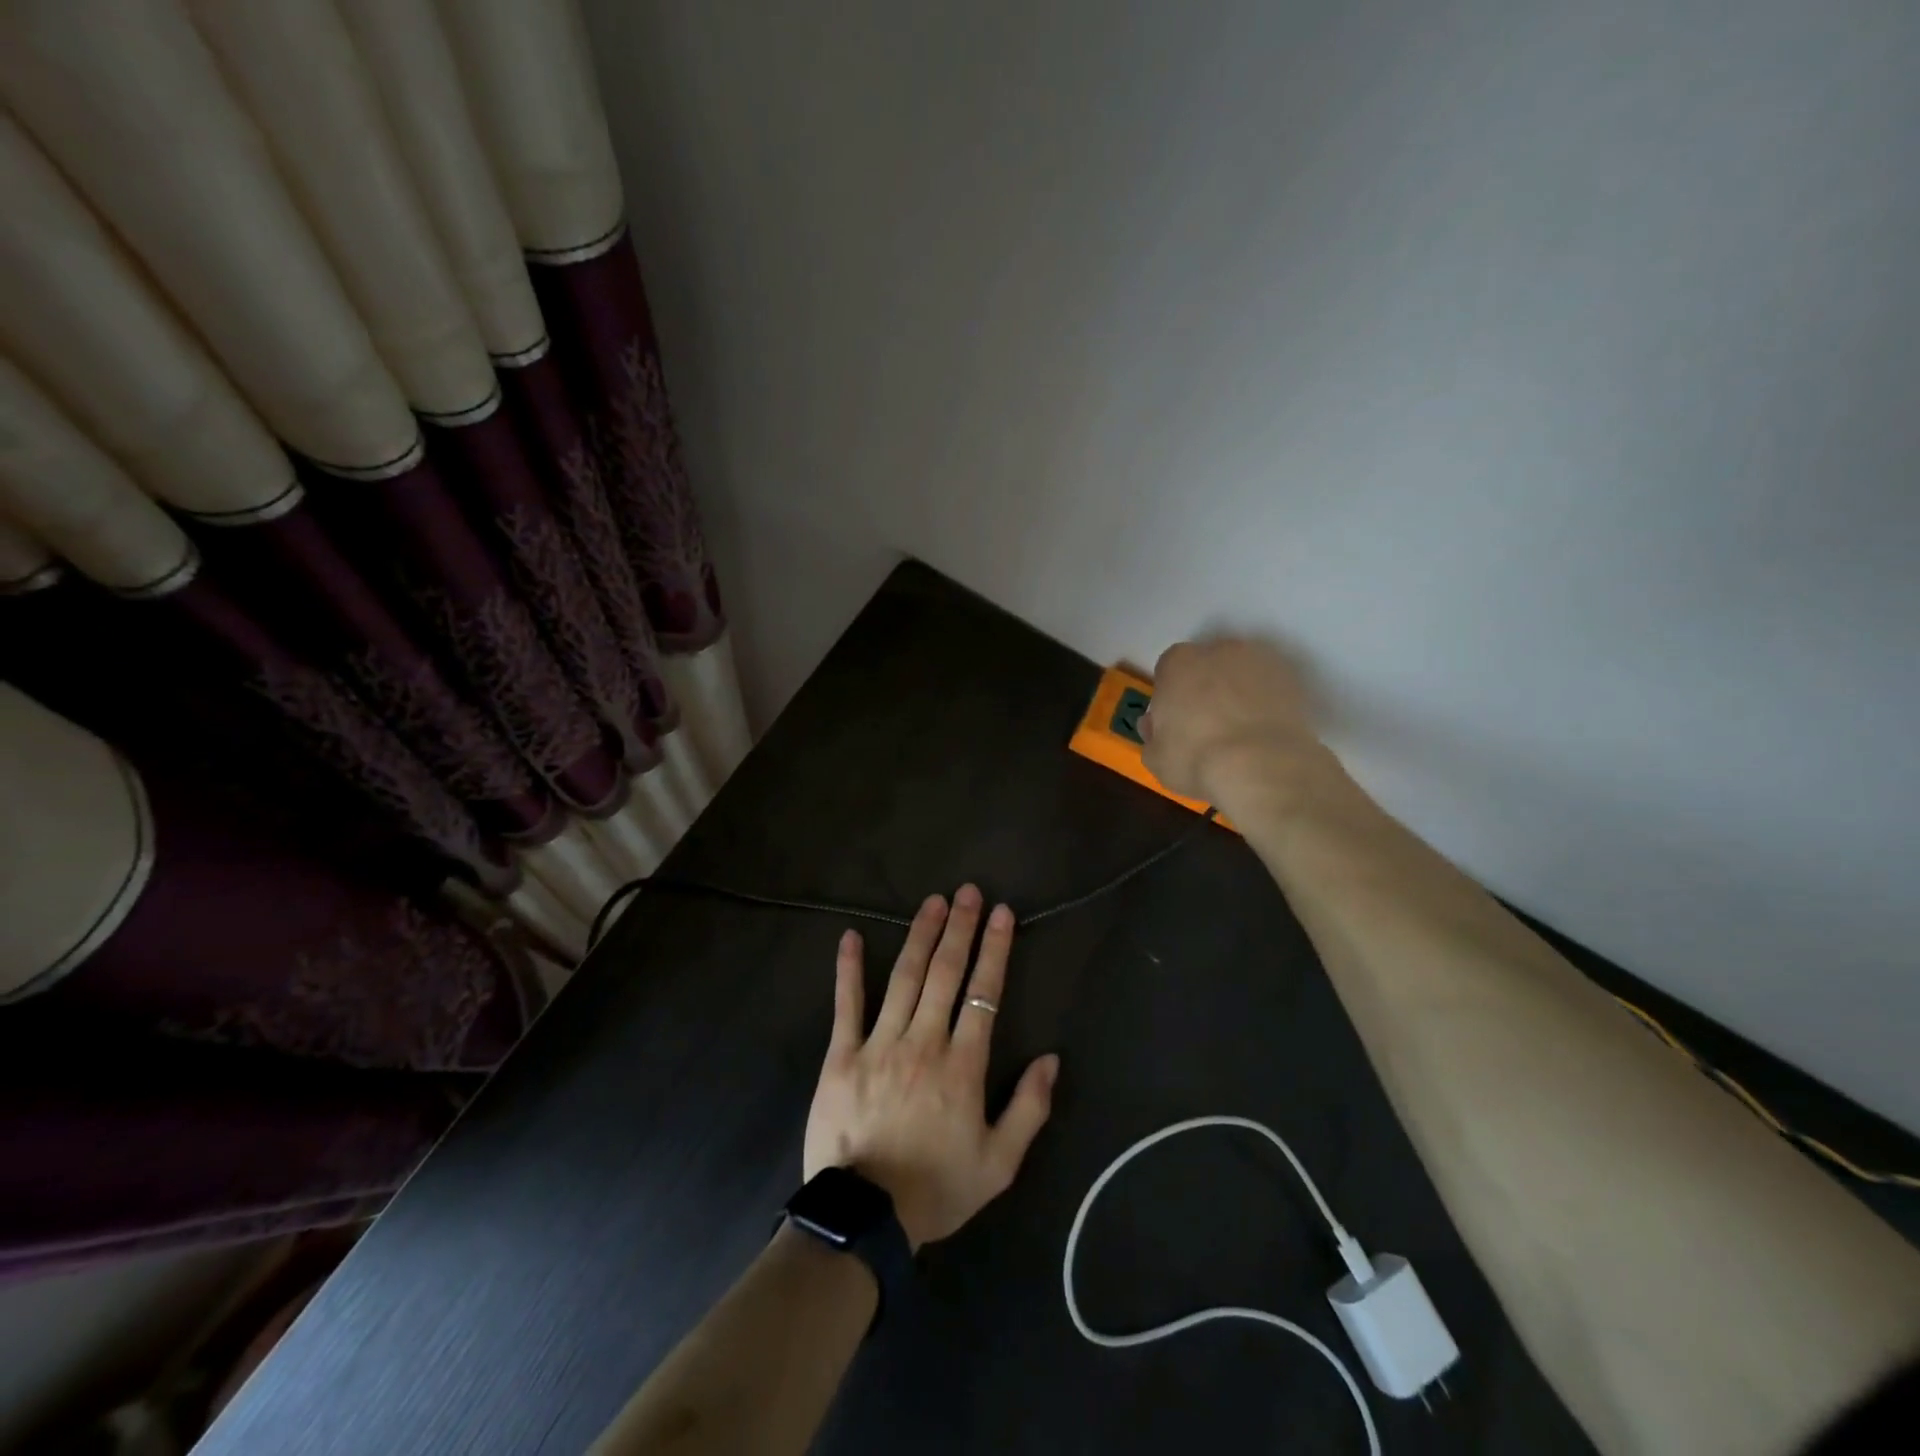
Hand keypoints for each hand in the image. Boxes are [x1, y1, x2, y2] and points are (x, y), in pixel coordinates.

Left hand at [803, 885, 1059, 1250]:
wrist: (864, 1219)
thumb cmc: (937, 1189)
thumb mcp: (999, 1163)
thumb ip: (1029, 1109)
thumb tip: (1051, 1058)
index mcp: (962, 1065)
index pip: (983, 994)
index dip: (995, 950)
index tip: (1002, 913)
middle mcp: (923, 1042)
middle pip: (945, 973)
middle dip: (961, 929)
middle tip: (969, 892)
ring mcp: (879, 1044)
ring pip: (904, 978)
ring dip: (920, 935)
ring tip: (933, 902)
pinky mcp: (841, 1055)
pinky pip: (846, 1005)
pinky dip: (848, 969)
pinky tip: (850, 937)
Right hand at [1141, 638, 1320, 806]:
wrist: (1262, 766)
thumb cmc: (1196, 758)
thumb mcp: (1156, 758)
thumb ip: (1152, 735)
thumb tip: (1155, 725)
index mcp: (1178, 662)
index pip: (1168, 669)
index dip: (1170, 695)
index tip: (1175, 720)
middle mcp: (1218, 650)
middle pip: (1206, 665)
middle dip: (1205, 688)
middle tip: (1206, 725)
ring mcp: (1260, 660)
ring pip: (1241, 673)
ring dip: (1238, 692)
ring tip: (1240, 730)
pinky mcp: (1292, 679)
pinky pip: (1270, 688)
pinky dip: (1266, 703)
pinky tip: (1263, 733)